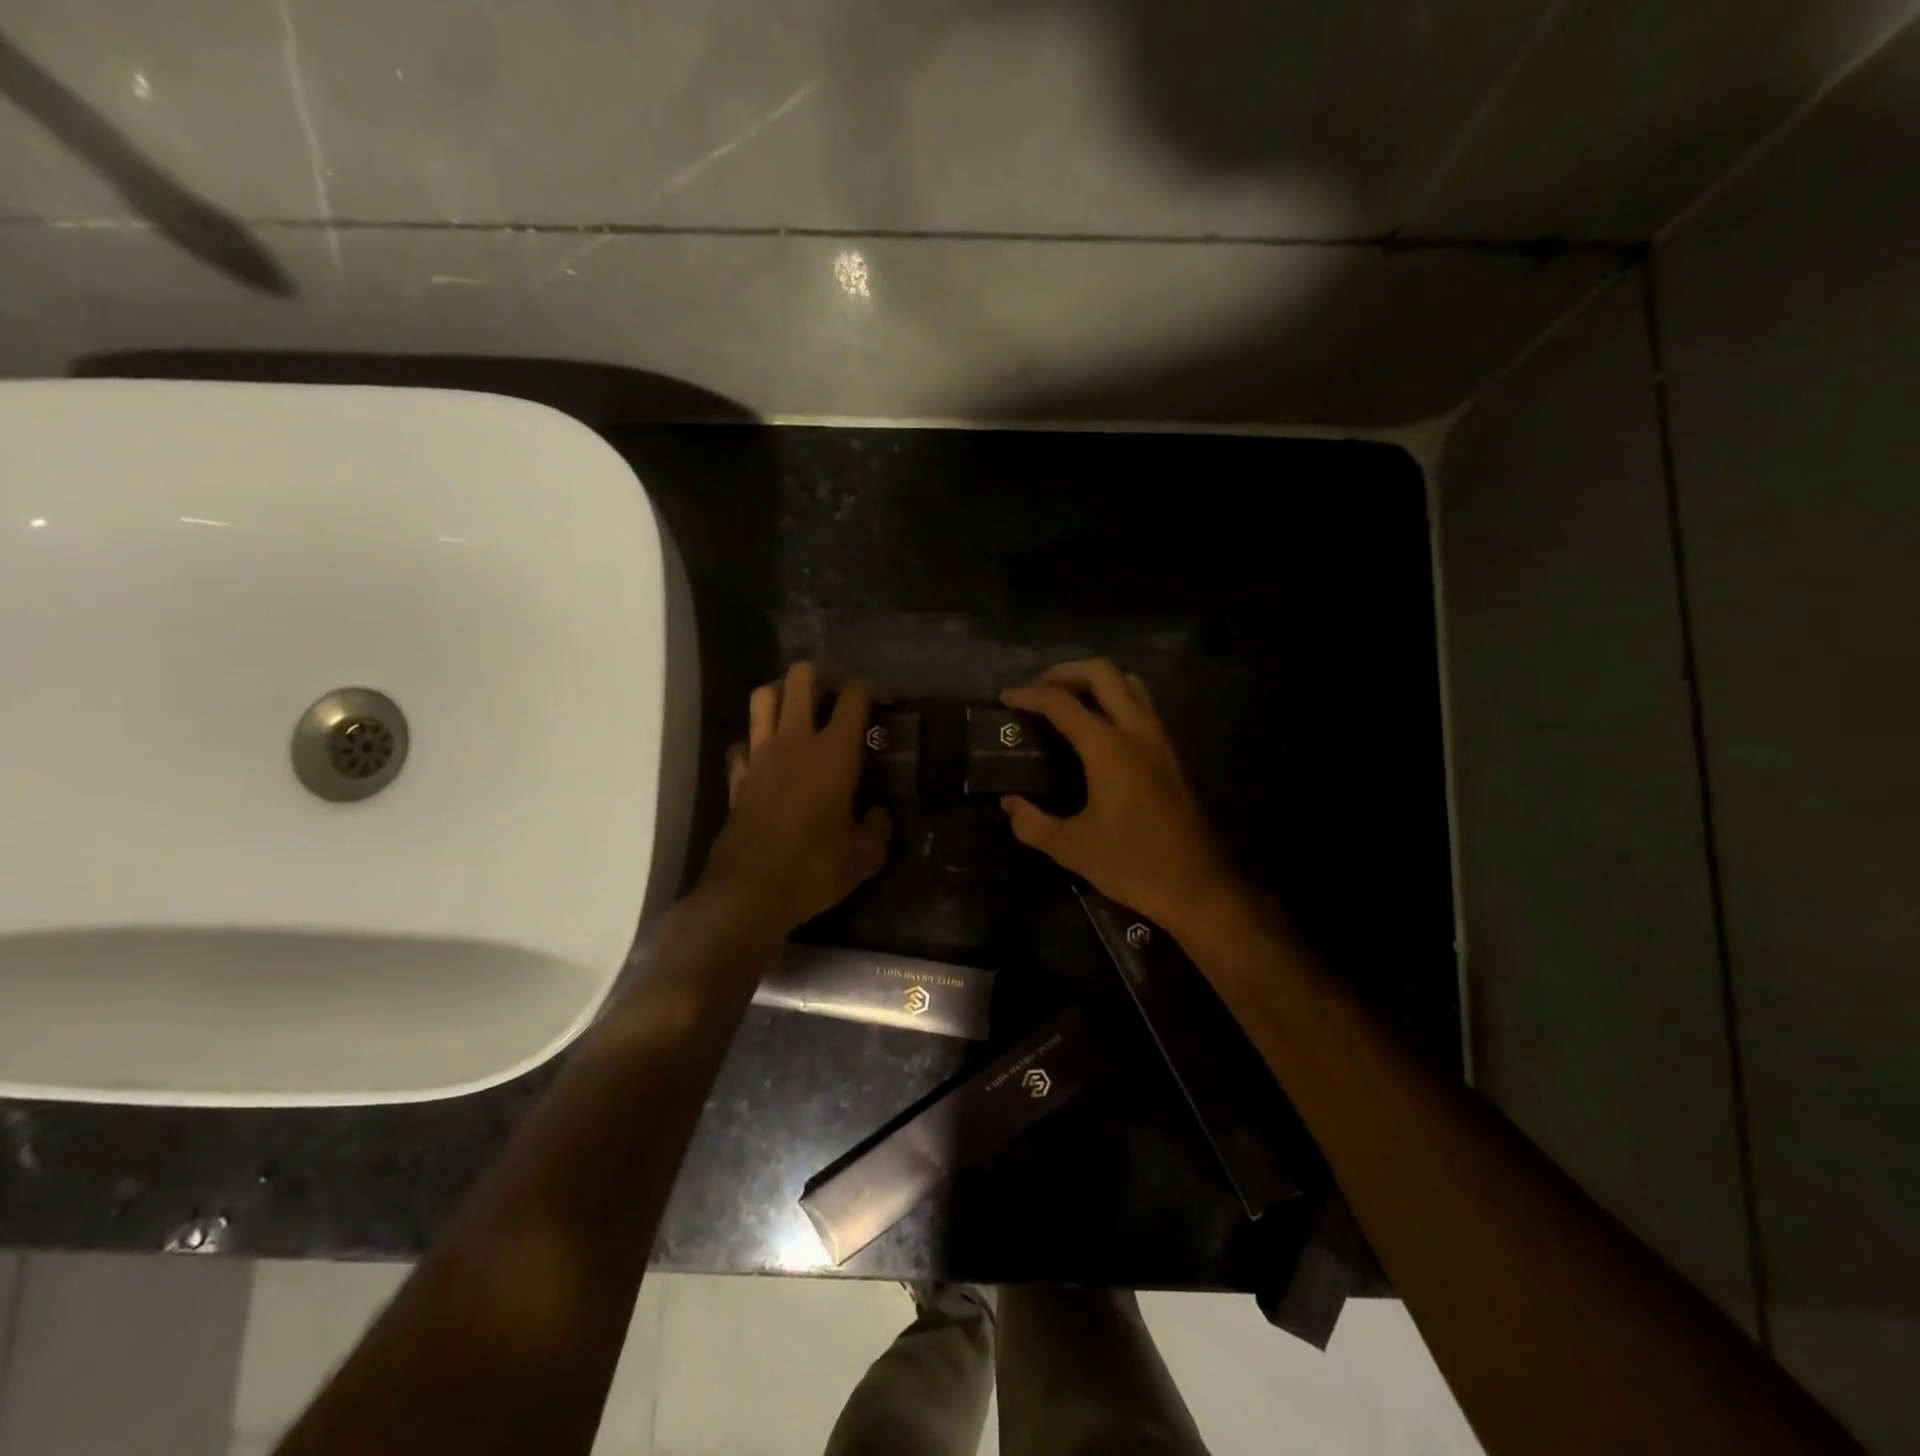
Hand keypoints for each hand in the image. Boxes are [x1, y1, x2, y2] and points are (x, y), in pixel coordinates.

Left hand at [703, 663, 891, 930]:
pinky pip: (743, 743)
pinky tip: (769, 758)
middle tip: (840, 695)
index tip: (887, 700)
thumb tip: (880, 815)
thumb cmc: (814, 869)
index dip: (874, 688)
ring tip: (802, 711)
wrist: (750, 893)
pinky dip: (756, 742)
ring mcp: (759, 756)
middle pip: (801, 677)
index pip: (854, 696)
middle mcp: (794, 741)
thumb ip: (879, 828)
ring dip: (784, 693)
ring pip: (764, 696)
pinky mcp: (737, 777)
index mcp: (834, 752)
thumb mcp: (865, 856)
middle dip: (825, 675)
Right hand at [1000, 660, 1240, 933]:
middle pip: (1101, 672)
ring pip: (1129, 682)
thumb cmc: (1131, 865)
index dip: (1028, 695)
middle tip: (1038, 693)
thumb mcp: (1070, 848)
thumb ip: (1032, 822)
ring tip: (1068, 703)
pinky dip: (1116, 699)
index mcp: (1108, 749)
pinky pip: (1142, 704)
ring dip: (1095, 681)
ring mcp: (1159, 739)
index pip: (1061, 703)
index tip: (1005, 700)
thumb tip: (1010, 804)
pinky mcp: (1171, 753)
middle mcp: (1136, 731)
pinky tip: (1098, 729)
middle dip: (1064, 673)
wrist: (1196, 886)